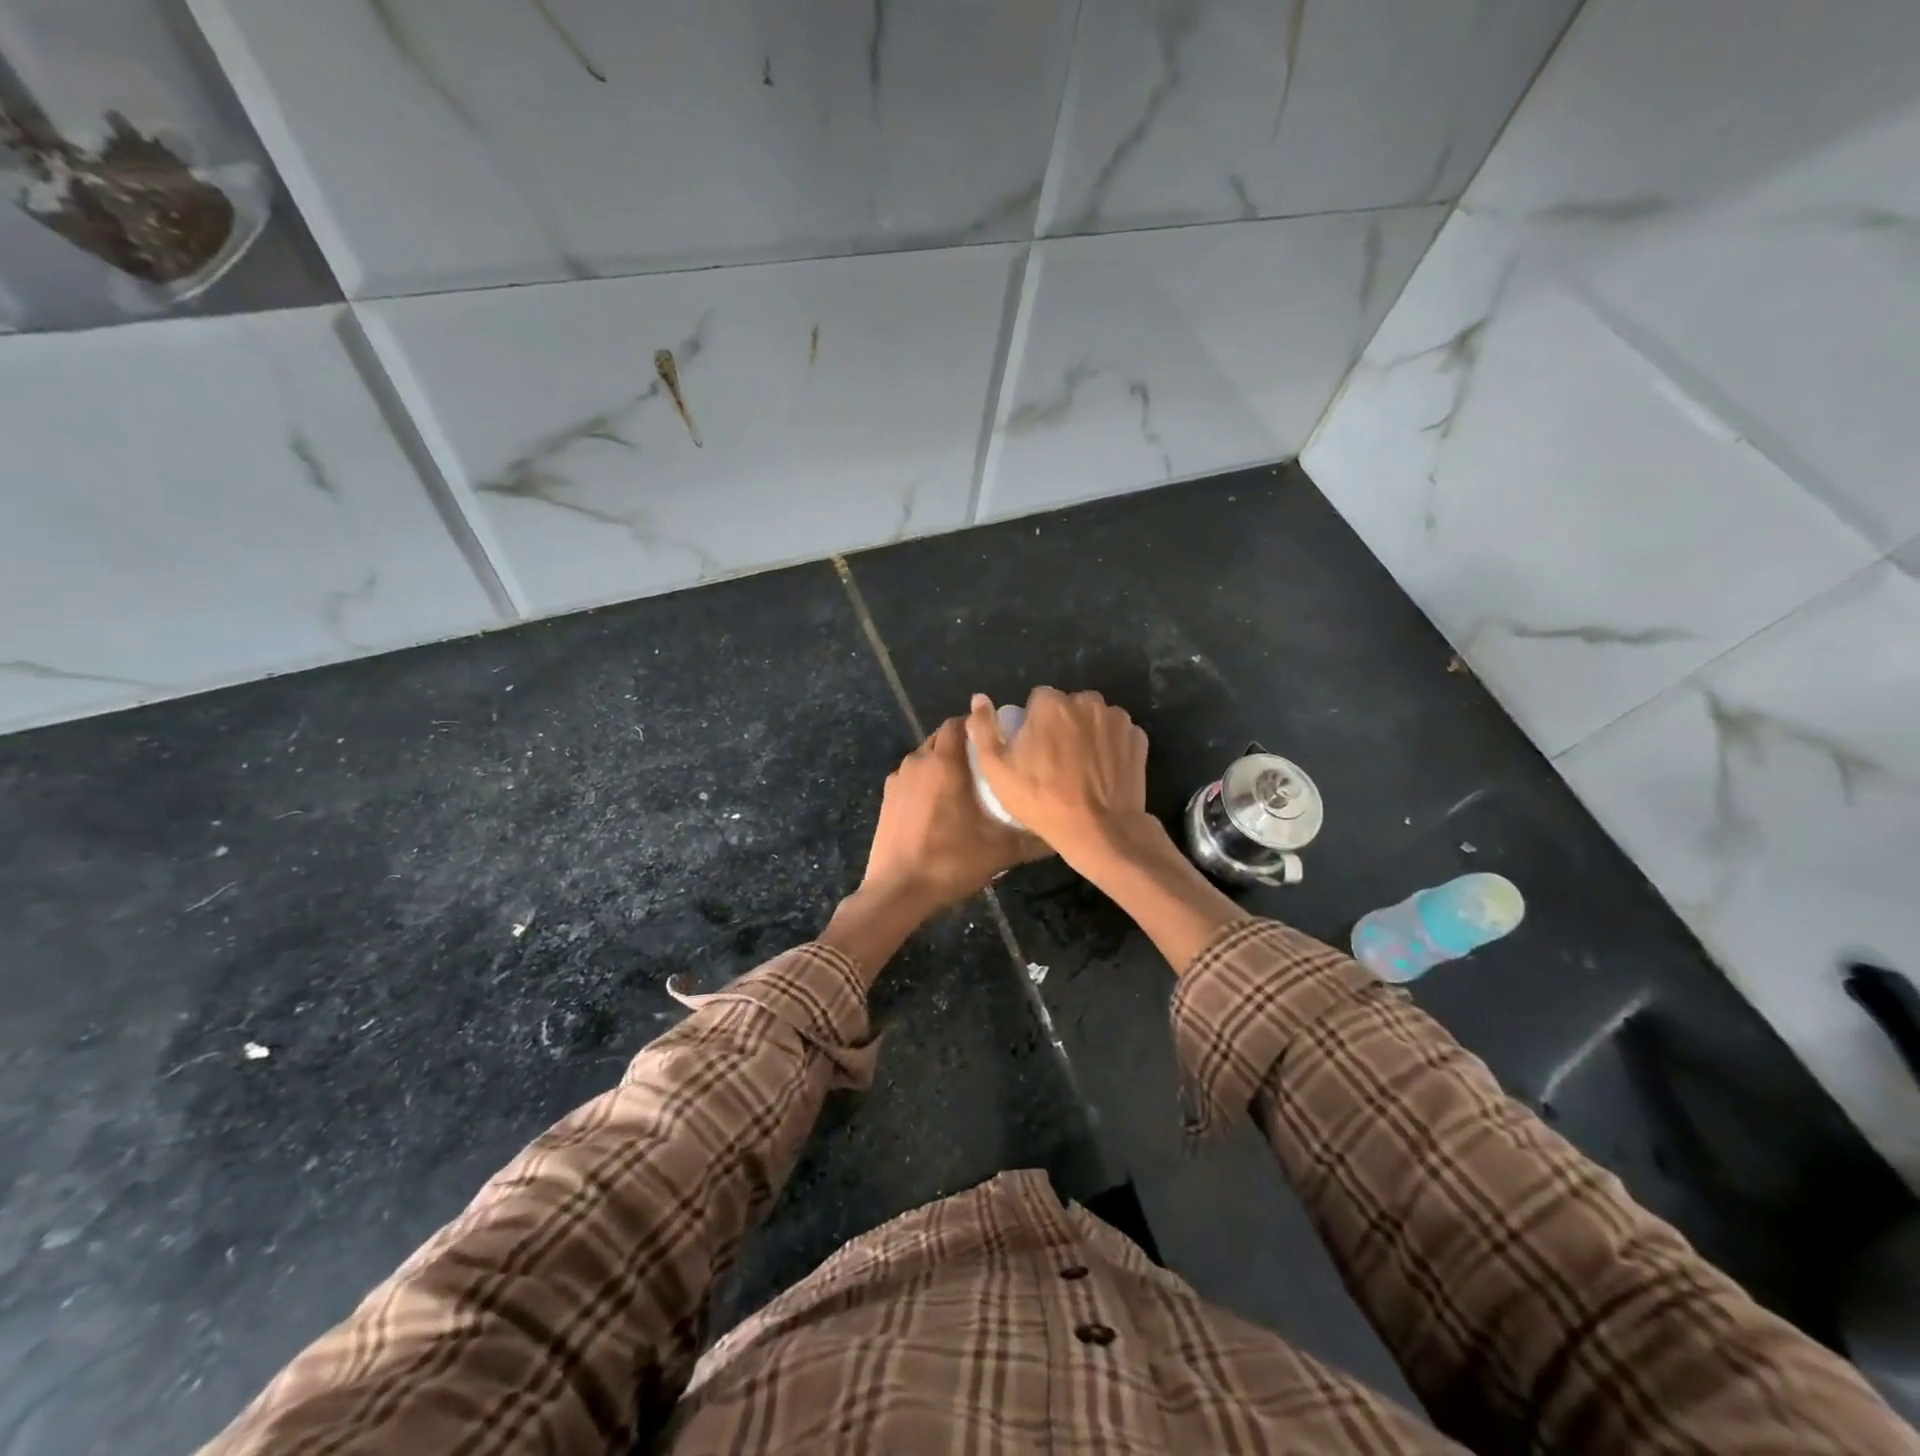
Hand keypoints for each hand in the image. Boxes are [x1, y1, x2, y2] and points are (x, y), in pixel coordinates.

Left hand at [860, 717, 1049, 911]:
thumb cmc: (950, 862)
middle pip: (941, 737)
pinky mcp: (887, 798)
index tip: (997, 740)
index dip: (978, 726)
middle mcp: (918, 762)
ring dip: (942, 762)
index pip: (959, 723)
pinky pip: (911, 777)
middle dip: (962, 744)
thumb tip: (1060, 836)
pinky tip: (938, 805)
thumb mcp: (999, 852)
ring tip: (964, 784)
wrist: (897, 891)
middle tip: (986, 764)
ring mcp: (898, 779)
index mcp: (944, 763)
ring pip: (925, 757)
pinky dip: (925, 781)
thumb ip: (1032, 840)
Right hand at [965, 688, 1150, 868]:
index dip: (1033, 723)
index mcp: (1051, 703)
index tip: (1033, 750)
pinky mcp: (1138, 739)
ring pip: (1095, 718)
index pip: (1038, 699)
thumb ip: (984, 728)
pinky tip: (1103, 772)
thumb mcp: (997, 770)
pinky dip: (1111, 746)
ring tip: (1081, 768)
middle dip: (1062, 724)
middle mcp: (1087, 701)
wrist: (1100, 831)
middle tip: (1056, 761)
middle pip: (1069, 706)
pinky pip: (1118, 734)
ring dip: (1088, 733)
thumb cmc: (1041, 800)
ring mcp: (1117, 719)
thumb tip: (979, 698)